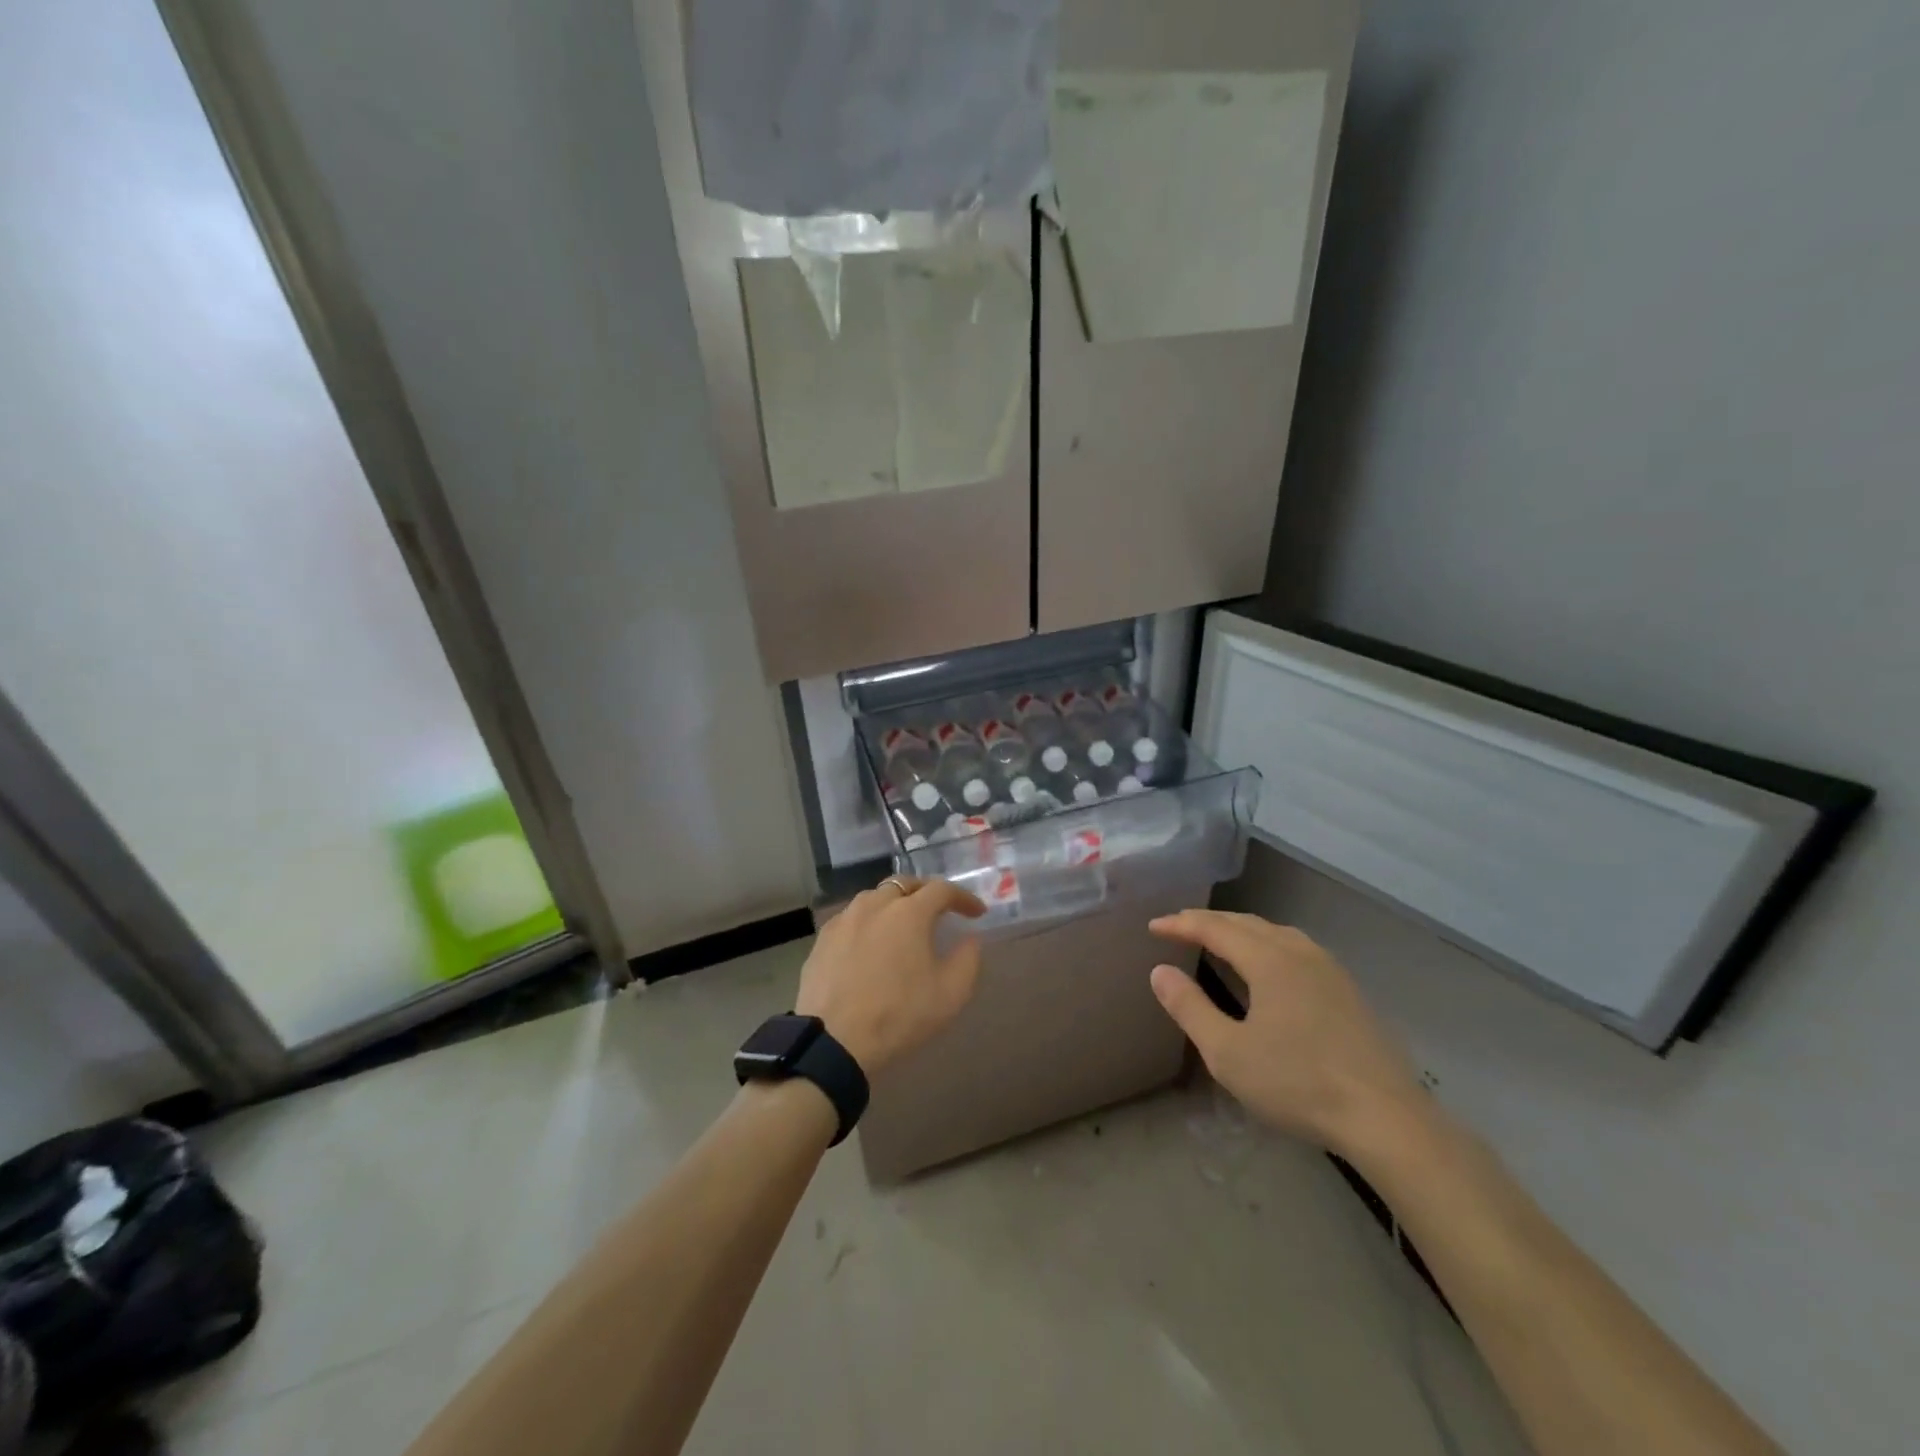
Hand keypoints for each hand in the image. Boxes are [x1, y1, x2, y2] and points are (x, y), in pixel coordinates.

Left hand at [795, 877, 986, 1076]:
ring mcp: (845, 918)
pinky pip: (852, 917)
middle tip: (939, 911)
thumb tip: (969, 939)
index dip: (963, 898)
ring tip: (903, 925)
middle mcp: (875, 904)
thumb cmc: (898, 1015)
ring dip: (895, 904)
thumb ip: (968, 959)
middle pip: (905, 884)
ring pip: (875, 898)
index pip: (942, 890)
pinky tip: (870, 943)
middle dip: (926, 893)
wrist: (834, 1041)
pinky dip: (869, 922)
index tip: (977, 913)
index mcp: (909, 912)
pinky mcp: (823, 937)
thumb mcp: (950, 994)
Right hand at [1148, 910, 1422, 1157]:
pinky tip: (1268, 964)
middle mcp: (1299, 952)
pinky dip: (1267, 942)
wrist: (1387, 1119)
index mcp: (1269, 960)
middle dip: (1207, 921)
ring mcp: (1329, 969)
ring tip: (1218, 938)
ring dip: (1239, 929)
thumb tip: (1160, 972)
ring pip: (1275, 931)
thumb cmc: (1298, 1084)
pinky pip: (1296, 947)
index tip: (1152, 927)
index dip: (1180, 924)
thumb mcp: (1228, 1053)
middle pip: (1245, 922)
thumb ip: (1189, 1008)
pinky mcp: (1348, 990)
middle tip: (1177, 926)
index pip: (1214, 928)